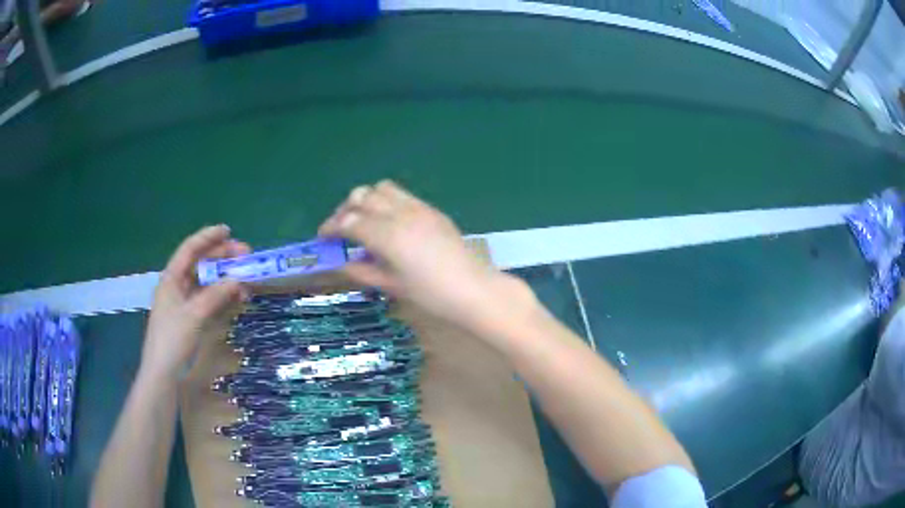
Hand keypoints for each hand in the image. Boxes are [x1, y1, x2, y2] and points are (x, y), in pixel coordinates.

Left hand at [142, 225, 249, 379]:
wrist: (163, 373)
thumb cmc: (172, 339)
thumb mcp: (194, 315)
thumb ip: (215, 295)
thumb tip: (238, 279)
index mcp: (171, 278)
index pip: (190, 249)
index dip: (208, 237)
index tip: (229, 231)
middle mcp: (177, 286)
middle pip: (200, 264)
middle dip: (221, 257)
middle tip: (245, 256)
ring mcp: (184, 303)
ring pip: (206, 282)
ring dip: (224, 278)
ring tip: (245, 278)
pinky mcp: (191, 319)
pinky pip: (209, 300)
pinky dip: (222, 296)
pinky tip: (236, 298)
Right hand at [319, 181, 533, 333]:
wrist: (473, 289)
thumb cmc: (431, 295)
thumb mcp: (392, 285)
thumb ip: (363, 270)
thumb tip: (341, 263)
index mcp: (387, 235)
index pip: (349, 221)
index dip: (331, 227)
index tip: (322, 237)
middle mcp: (399, 214)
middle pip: (361, 197)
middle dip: (344, 210)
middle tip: (340, 229)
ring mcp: (417, 208)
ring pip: (381, 188)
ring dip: (366, 200)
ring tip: (363, 220)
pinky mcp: (431, 209)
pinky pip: (401, 194)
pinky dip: (385, 201)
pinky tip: (387, 221)